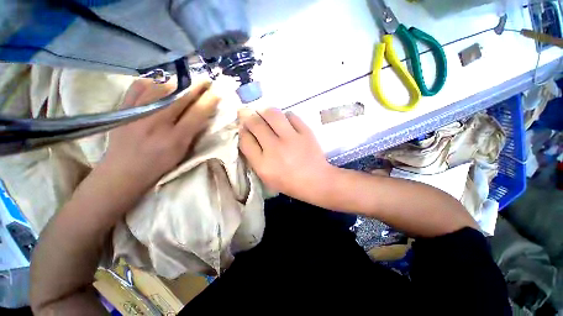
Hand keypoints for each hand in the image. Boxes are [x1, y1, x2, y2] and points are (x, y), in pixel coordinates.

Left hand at [99, 79, 219, 192]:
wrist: (123, 171)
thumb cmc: (159, 165)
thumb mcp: (182, 152)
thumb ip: (193, 132)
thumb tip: (202, 113)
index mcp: (175, 138)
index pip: (197, 113)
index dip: (209, 101)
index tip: (217, 92)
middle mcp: (157, 123)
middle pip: (180, 97)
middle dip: (197, 86)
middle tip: (206, 80)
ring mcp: (137, 113)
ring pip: (160, 88)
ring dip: (177, 82)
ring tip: (185, 81)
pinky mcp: (123, 109)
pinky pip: (138, 87)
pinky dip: (151, 82)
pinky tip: (159, 83)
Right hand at [238, 108, 333, 201]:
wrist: (316, 181)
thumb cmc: (289, 182)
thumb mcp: (267, 177)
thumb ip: (255, 158)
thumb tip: (248, 136)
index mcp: (263, 165)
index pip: (245, 140)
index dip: (242, 131)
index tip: (244, 128)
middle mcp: (275, 149)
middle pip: (255, 124)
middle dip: (249, 118)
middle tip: (251, 117)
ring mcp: (291, 138)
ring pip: (272, 114)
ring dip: (265, 112)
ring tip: (265, 115)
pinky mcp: (306, 132)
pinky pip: (291, 115)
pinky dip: (285, 116)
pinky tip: (284, 122)